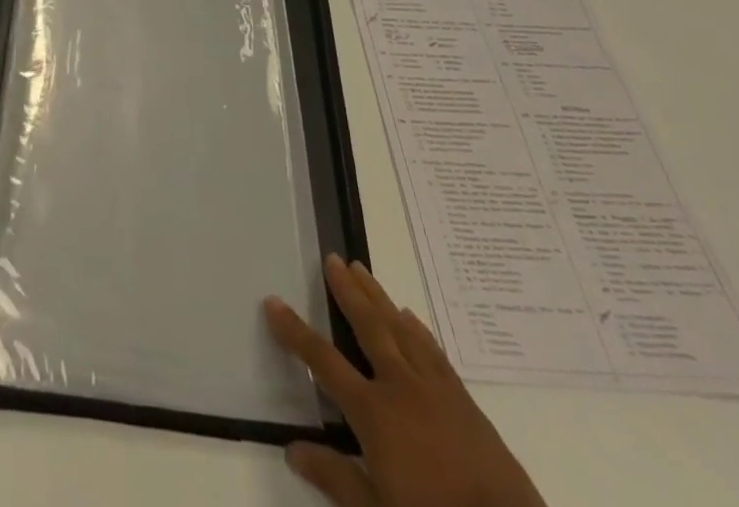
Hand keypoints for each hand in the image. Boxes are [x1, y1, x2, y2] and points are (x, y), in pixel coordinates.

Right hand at [265, 256, 545, 506]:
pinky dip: (417, 329)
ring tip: (361, 269)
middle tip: (332, 258)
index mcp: (374, 413)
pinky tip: (410, 317)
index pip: (323, 362)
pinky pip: (434, 352)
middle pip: (368, 326)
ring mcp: (436, 390)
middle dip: (346, 291)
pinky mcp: (465, 402)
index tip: (273, 301)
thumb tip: (291, 449)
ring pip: (400, 329)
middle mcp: (401, 388)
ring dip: (378, 297)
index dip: (294, 331)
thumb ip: (335, 479)